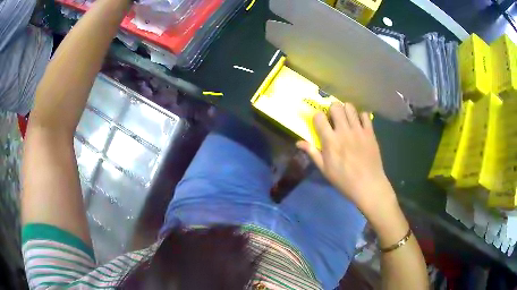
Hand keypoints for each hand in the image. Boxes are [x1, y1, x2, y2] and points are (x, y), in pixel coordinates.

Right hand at [297, 103, 395, 214]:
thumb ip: (312, 153)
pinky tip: (359, 125)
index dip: (317, 117)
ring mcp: (358, 130)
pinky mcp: (370, 132)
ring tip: (347, 120)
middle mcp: (344, 131)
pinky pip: (365, 115)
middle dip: (332, 109)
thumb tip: (298, 142)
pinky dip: (361, 117)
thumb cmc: (344, 180)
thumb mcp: (324, 169)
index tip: (320, 124)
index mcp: (330, 141)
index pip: (319, 117)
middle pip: (335, 106)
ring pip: (350, 107)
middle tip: (334, 119)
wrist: (368, 185)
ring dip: (346, 111)